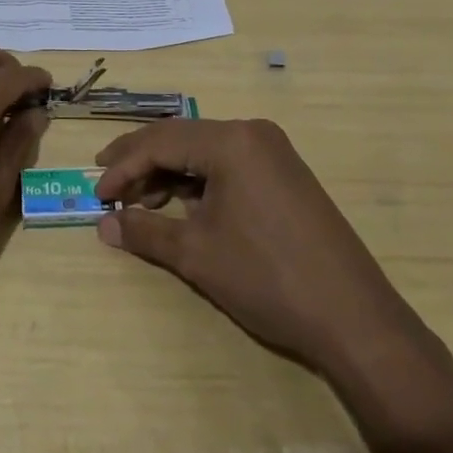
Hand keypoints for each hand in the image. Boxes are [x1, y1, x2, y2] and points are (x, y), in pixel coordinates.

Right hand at [94, 119, 451, 389]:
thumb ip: (146, 231)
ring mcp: (273, 152)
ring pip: (204, 151)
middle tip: (108, 188)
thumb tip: (103, 226)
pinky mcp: (285, 174)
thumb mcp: (198, 255)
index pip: (160, 141)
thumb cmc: (268, 278)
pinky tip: (183, 207)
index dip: (123, 167)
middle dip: (141, 163)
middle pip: (181, 138)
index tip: (97, 196)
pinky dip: (199, 182)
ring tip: (142, 205)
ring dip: (169, 174)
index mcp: (231, 141)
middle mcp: (252, 133)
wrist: (355, 320)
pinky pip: (228, 164)